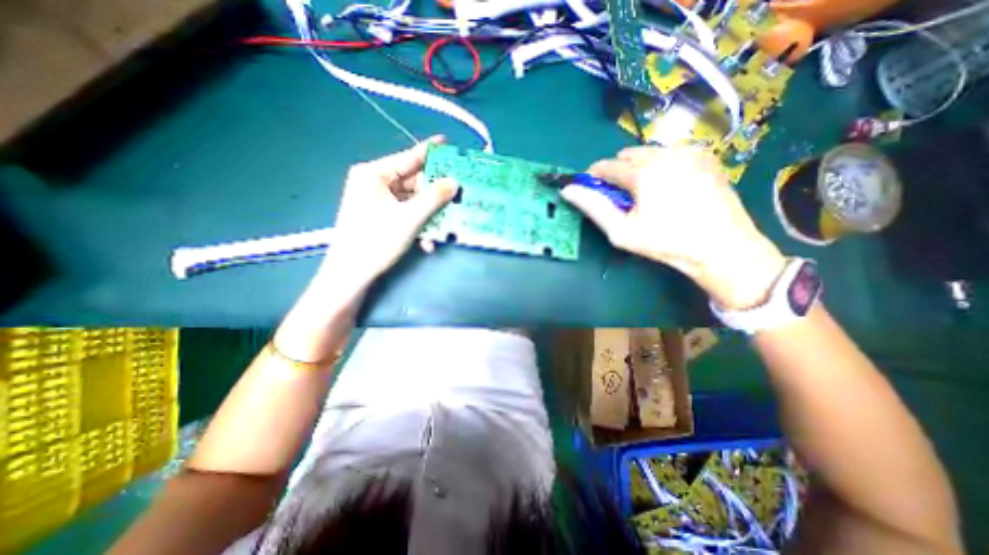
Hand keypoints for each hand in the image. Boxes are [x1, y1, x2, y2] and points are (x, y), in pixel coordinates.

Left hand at [324, 134, 461, 281]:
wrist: (352, 274)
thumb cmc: (377, 240)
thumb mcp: (410, 218)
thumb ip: (434, 198)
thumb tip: (454, 182)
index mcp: (374, 174)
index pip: (407, 158)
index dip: (430, 152)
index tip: (448, 143)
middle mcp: (374, 183)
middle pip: (412, 182)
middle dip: (435, 193)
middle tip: (458, 191)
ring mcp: (377, 201)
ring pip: (412, 201)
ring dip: (429, 214)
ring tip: (447, 222)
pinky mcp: (381, 217)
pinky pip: (406, 214)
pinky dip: (419, 225)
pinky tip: (428, 241)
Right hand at [565, 145, 789, 309]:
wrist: (722, 247)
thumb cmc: (666, 242)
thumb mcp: (621, 231)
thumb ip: (593, 207)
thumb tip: (568, 190)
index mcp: (644, 171)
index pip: (606, 166)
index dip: (594, 176)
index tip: (592, 189)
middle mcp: (666, 152)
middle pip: (627, 155)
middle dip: (618, 172)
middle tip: (623, 197)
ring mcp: (690, 151)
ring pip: (650, 152)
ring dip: (639, 167)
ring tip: (646, 193)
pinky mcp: (706, 156)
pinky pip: (671, 153)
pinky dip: (661, 165)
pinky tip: (669, 187)